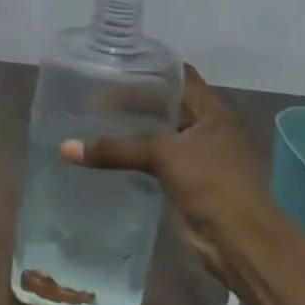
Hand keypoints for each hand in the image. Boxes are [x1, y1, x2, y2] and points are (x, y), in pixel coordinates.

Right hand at [59, 65, 274, 277]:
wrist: (240, 241)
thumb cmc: (211, 184)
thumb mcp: (161, 156)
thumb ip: (115, 149)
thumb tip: (64, 148)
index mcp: (212, 112)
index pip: (179, 76)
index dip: (150, 68)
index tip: (115, 64)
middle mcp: (207, 128)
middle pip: (167, 104)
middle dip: (134, 99)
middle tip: (94, 94)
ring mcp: (199, 156)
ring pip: (160, 133)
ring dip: (133, 129)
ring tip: (94, 120)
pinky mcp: (189, 181)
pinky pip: (156, 160)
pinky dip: (135, 155)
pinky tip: (108, 153)